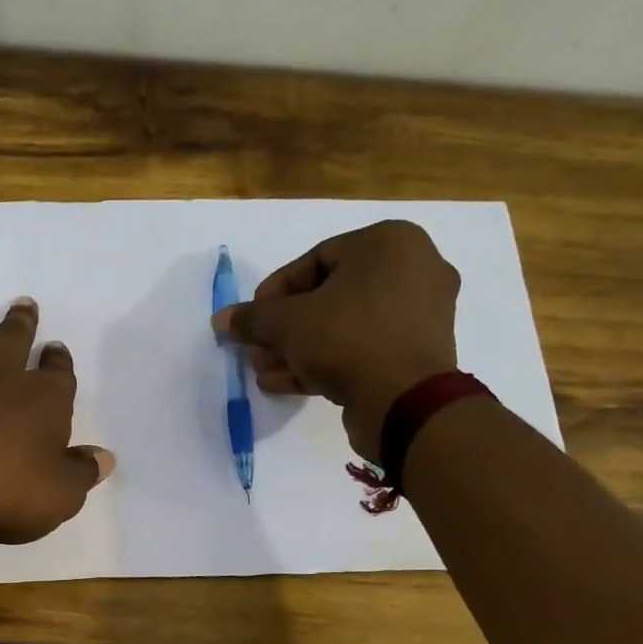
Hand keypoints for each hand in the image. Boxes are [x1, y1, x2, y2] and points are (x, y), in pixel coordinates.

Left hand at [0, 300, 114, 544]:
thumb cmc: (5, 490)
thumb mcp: (60, 494)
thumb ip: (81, 472)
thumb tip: (104, 457)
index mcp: (41, 398)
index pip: (57, 372)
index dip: (59, 360)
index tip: (57, 347)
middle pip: (11, 340)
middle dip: (21, 323)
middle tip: (23, 304)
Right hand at [211, 220, 459, 457]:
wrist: (405, 400)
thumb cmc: (346, 337)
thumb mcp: (286, 323)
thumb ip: (252, 318)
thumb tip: (221, 320)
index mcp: (390, 243)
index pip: (316, 259)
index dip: (275, 291)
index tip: (252, 317)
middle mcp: (414, 269)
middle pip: (330, 295)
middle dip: (286, 326)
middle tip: (257, 348)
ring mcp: (421, 314)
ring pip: (345, 326)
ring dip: (299, 348)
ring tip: (265, 371)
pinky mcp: (418, 353)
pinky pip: (364, 348)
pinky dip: (326, 361)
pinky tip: (285, 383)